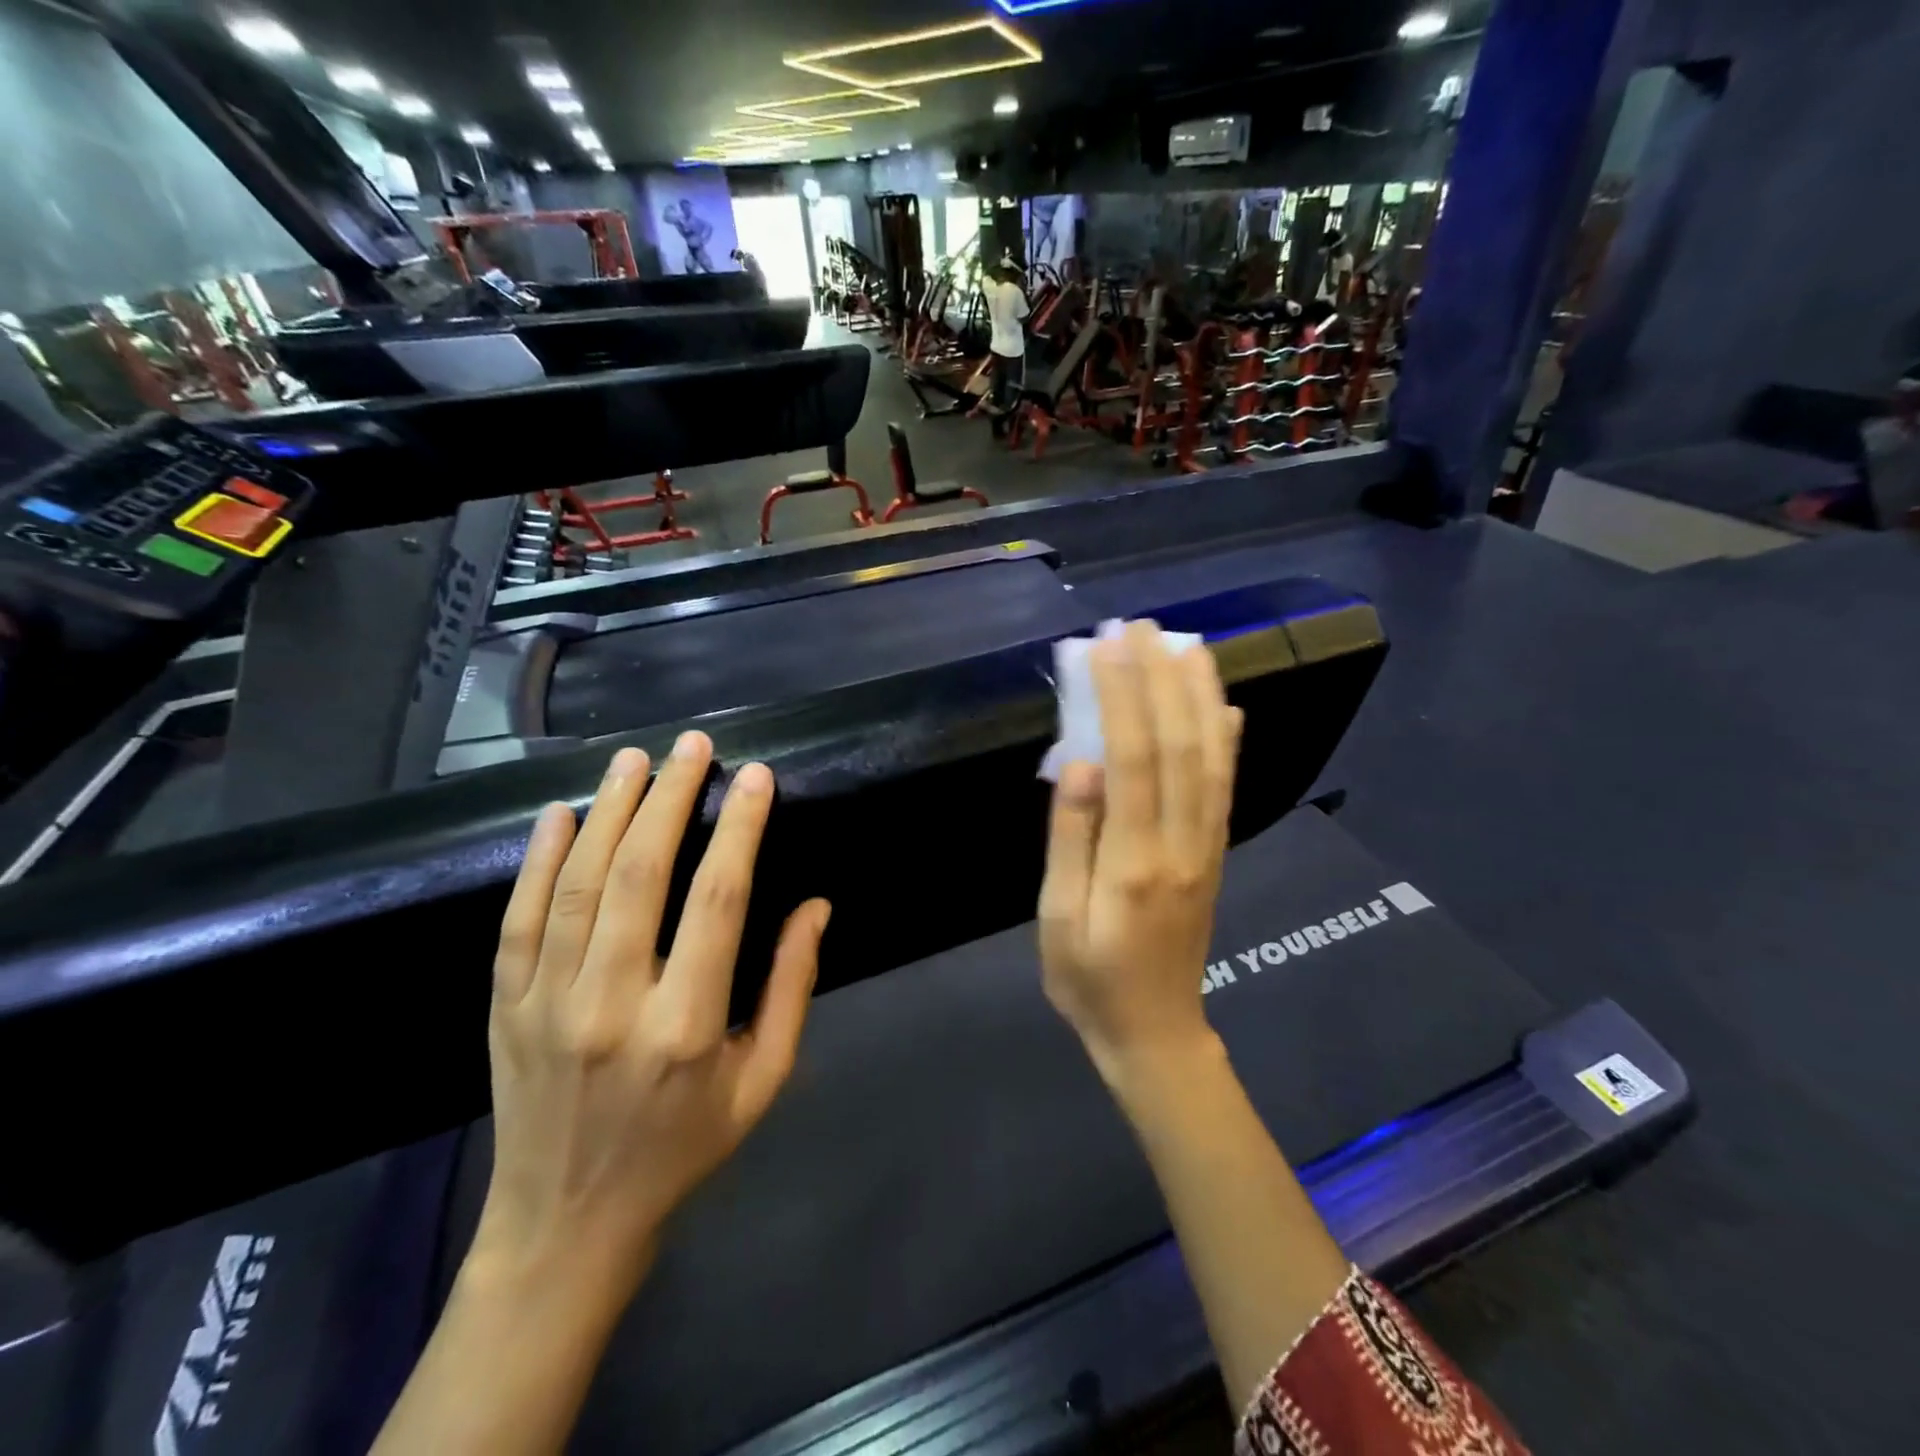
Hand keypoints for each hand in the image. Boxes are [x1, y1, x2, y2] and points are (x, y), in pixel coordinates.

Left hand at [474, 732, 830, 1295]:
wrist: (566, 1223)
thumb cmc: (683, 1147)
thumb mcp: (763, 1081)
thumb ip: (790, 989)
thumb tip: (816, 907)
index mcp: (686, 1026)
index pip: (718, 902)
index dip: (740, 830)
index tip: (756, 776)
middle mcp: (612, 1005)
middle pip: (642, 874)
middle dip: (670, 797)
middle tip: (692, 744)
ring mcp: (546, 1006)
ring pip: (578, 884)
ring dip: (609, 811)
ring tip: (633, 758)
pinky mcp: (503, 1010)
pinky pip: (517, 921)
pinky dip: (537, 861)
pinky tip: (560, 814)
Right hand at [1038, 621, 1241, 1080]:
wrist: (1156, 1032)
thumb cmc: (1089, 978)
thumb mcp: (1058, 920)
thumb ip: (1070, 840)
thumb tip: (1081, 764)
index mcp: (1133, 860)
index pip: (1132, 758)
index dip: (1122, 696)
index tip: (1107, 645)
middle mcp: (1180, 843)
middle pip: (1177, 745)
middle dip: (1160, 678)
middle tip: (1142, 625)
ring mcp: (1206, 846)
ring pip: (1210, 758)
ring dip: (1200, 696)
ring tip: (1188, 644)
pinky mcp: (1214, 853)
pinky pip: (1225, 787)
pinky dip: (1226, 740)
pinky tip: (1224, 706)